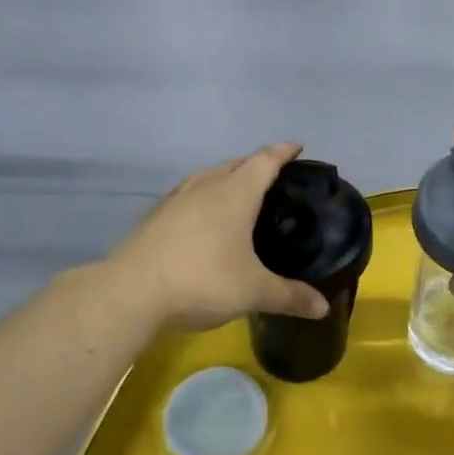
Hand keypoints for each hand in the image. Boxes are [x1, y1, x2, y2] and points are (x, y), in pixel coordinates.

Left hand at [99, 144, 330, 332]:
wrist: (129, 292)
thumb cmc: (202, 280)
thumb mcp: (253, 292)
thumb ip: (290, 296)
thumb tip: (324, 308)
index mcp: (235, 193)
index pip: (265, 160)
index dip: (283, 152)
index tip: (297, 147)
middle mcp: (206, 186)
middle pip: (236, 163)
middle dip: (257, 164)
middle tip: (275, 177)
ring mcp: (176, 199)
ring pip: (208, 176)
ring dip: (227, 178)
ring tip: (240, 194)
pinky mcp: (154, 216)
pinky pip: (188, 195)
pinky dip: (203, 198)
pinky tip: (202, 219)